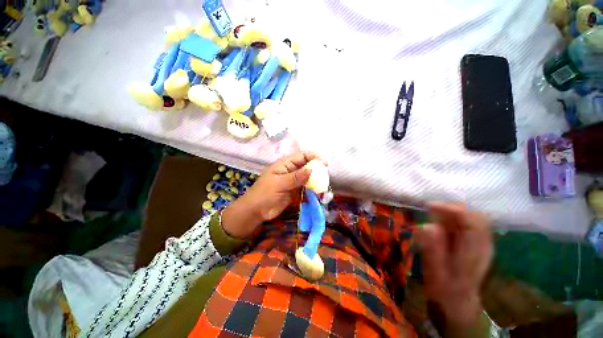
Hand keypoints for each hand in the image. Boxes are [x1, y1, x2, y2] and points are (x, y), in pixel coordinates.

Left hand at [221, 151, 326, 239]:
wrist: (256, 211)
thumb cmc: (264, 194)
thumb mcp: (279, 184)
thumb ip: (295, 177)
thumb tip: (311, 169)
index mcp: (285, 164)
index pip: (302, 156)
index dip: (313, 157)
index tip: (324, 163)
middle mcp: (290, 170)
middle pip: (306, 165)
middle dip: (316, 167)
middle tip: (326, 174)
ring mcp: (293, 180)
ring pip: (307, 176)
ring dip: (316, 178)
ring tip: (325, 182)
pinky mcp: (295, 190)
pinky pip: (306, 186)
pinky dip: (312, 187)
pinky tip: (318, 190)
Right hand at [416, 202, 492, 333]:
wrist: (458, 301)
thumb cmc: (444, 288)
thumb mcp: (435, 271)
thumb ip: (432, 248)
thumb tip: (426, 226)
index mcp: (475, 252)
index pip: (473, 221)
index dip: (451, 209)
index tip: (429, 207)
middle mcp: (483, 244)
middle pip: (475, 215)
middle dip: (452, 208)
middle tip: (430, 209)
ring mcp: (482, 242)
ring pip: (473, 216)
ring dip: (452, 212)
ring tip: (433, 214)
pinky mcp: (476, 242)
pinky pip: (469, 222)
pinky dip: (454, 217)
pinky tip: (440, 222)